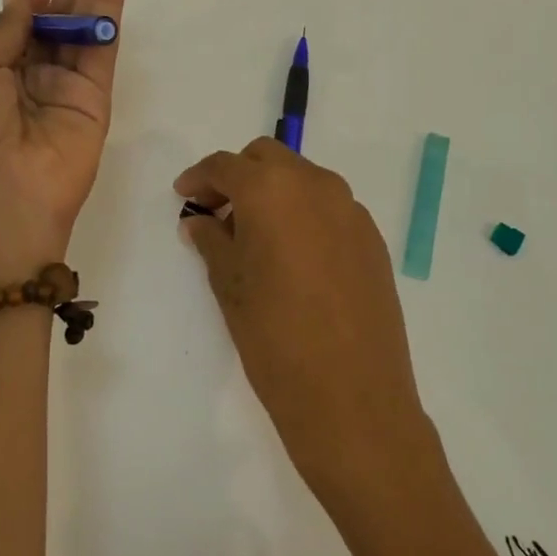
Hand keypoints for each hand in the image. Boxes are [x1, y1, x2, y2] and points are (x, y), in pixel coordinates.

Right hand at [174, 139, 434, 511]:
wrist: (353, 397)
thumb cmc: (275, 339)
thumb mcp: (230, 287)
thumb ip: (212, 242)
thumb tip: (200, 220)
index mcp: (272, 190)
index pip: (226, 165)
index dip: (199, 177)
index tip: (184, 195)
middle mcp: (316, 185)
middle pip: (268, 158)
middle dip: (238, 176)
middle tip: (217, 212)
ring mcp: (350, 209)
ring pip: (302, 178)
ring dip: (274, 192)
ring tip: (254, 236)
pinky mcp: (372, 238)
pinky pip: (329, 207)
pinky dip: (304, 213)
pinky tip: (294, 256)